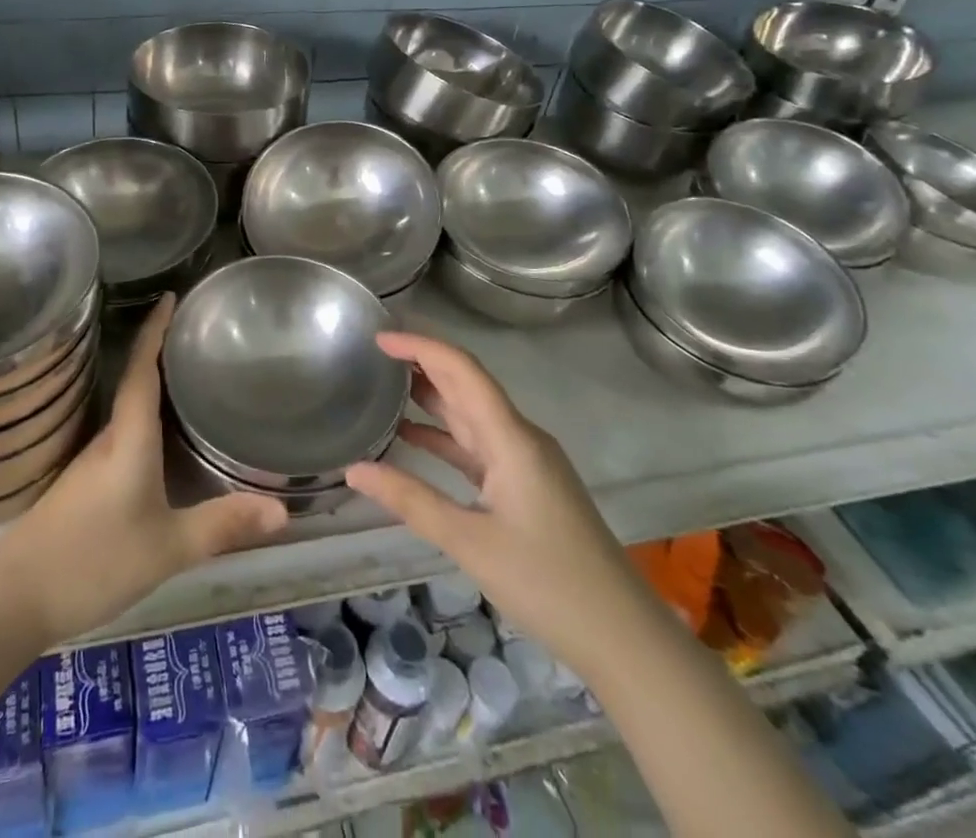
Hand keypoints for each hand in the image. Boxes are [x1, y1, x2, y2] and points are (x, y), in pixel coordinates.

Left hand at [0, 294, 287, 644]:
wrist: (14, 598)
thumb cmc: (93, 560)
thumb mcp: (167, 547)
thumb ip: (222, 525)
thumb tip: (283, 507)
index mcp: (129, 437)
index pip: (142, 369)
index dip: (155, 330)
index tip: (171, 296)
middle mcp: (109, 438)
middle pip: (135, 381)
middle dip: (162, 351)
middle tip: (198, 334)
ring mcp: (92, 463)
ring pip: (128, 410)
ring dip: (153, 385)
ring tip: (189, 376)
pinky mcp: (84, 485)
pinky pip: (122, 435)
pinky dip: (145, 420)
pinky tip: (162, 439)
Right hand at [345, 331, 644, 671]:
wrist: (623, 637)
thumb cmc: (548, 583)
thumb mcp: (470, 542)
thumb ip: (410, 500)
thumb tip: (353, 469)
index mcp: (511, 438)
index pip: (461, 370)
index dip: (420, 346)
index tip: (378, 338)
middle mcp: (519, 437)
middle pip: (465, 384)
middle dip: (421, 362)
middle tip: (372, 354)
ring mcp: (525, 462)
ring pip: (470, 415)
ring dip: (430, 397)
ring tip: (382, 386)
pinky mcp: (525, 486)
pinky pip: (477, 446)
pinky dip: (443, 437)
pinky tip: (411, 439)